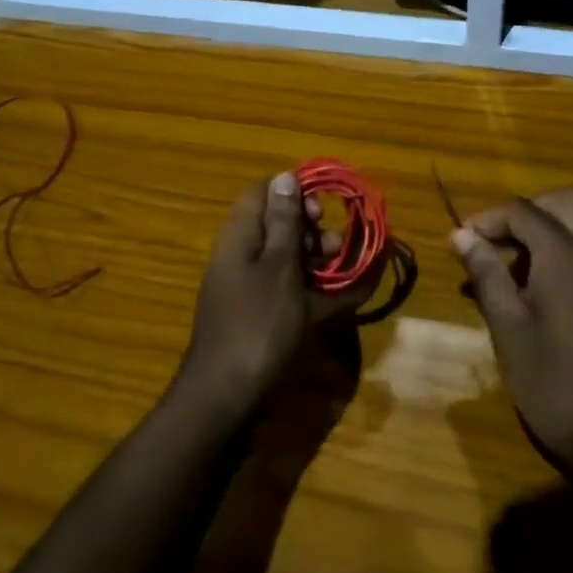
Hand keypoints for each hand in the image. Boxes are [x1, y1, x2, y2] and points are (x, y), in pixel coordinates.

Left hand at [179, 173, 376, 410]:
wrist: (226, 396)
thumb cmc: (258, 324)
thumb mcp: (279, 268)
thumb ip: (285, 222)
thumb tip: (284, 176)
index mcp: (240, 235)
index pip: (263, 192)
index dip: (294, 193)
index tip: (323, 210)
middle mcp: (241, 255)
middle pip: (278, 225)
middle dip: (313, 230)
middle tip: (336, 246)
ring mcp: (248, 287)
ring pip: (286, 258)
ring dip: (318, 260)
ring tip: (346, 272)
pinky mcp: (259, 314)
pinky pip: (288, 288)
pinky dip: (314, 289)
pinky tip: (344, 297)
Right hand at [451, 187, 572, 470]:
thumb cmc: (554, 383)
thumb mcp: (507, 328)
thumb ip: (486, 273)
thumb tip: (461, 235)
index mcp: (566, 256)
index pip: (523, 211)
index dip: (487, 220)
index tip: (460, 243)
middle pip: (569, 200)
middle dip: (530, 209)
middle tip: (500, 239)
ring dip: (559, 221)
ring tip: (524, 254)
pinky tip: (548, 283)